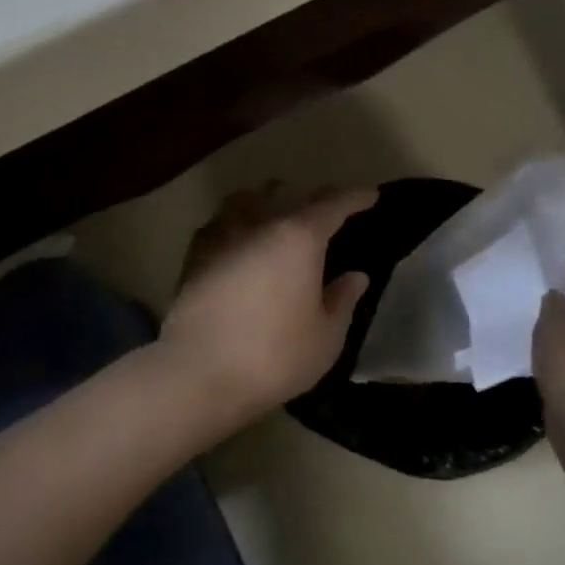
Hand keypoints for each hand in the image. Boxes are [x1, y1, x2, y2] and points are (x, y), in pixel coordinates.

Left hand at [161, 183, 376, 415]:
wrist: (198, 371)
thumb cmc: (273, 356)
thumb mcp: (325, 338)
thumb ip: (343, 301)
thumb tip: (355, 276)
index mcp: (299, 237)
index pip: (333, 204)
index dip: (354, 198)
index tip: (369, 196)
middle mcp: (259, 222)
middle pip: (287, 193)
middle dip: (309, 198)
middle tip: (324, 215)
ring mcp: (221, 234)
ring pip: (248, 198)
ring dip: (267, 201)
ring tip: (277, 217)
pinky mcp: (194, 253)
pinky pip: (221, 221)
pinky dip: (238, 221)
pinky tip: (240, 240)